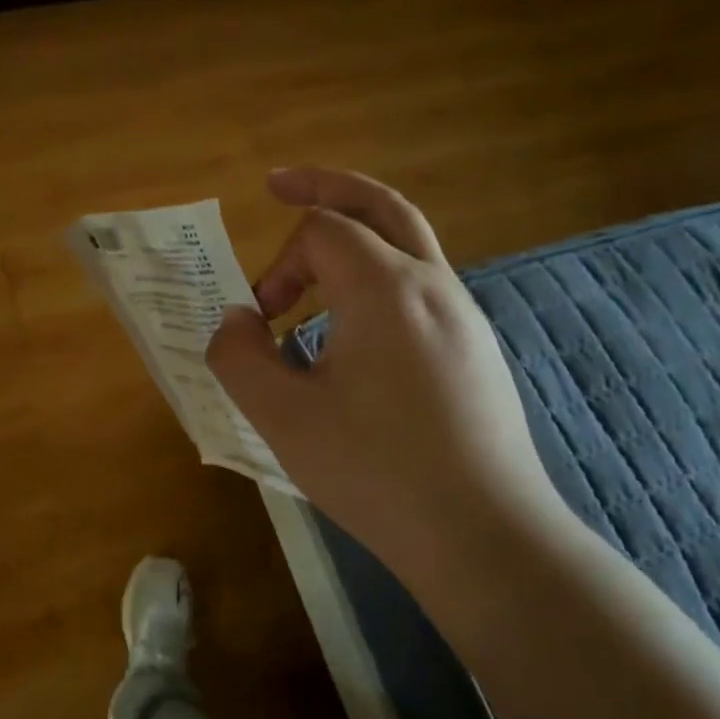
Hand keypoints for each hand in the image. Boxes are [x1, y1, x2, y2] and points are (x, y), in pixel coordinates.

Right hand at [208, 168, 565, 572]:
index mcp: (385, 289)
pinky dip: (378, 278)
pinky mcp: (475, 349)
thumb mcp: (282, 418)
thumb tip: (236, 320)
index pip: (320, 231)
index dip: (276, 267)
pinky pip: (421, 287)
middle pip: (379, 205)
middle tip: (280, 184)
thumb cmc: (376, 472)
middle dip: (325, 187)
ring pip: (408, 242)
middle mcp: (432, 285)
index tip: (262, 323)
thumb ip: (240, 356)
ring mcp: (464, 316)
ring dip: (355, 237)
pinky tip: (356, 329)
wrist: (483, 534)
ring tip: (313, 267)